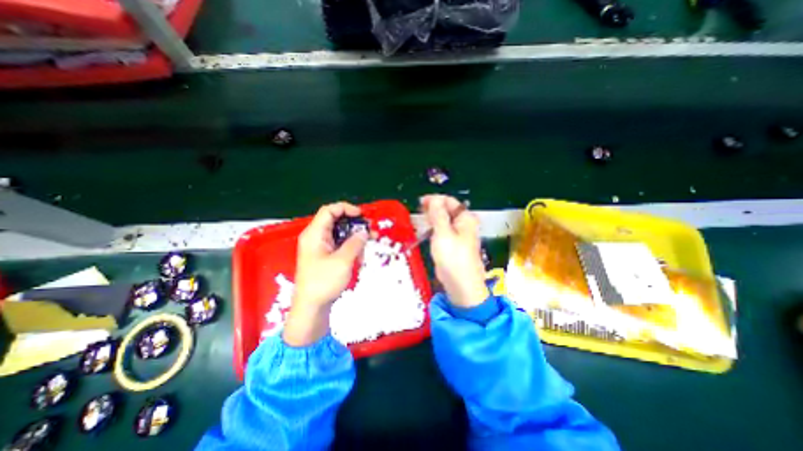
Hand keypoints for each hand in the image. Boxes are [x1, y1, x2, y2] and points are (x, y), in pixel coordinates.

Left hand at [283, 203, 367, 346]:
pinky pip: (340, 246)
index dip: (346, 208)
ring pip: (341, 235)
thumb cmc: (324, 282)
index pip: (329, 210)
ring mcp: (320, 248)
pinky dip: (351, 250)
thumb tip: (364, 232)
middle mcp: (316, 237)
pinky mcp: (325, 257)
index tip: (362, 215)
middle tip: (370, 232)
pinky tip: (358, 260)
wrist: (311, 308)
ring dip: (355, 240)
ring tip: (365, 251)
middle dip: (355, 226)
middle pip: (336, 222)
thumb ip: (355, 243)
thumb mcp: (343, 260)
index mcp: (315, 234)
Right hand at [420, 196, 488, 308]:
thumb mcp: (443, 233)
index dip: (435, 200)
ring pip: (444, 221)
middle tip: (418, 210)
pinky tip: (426, 230)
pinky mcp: (452, 244)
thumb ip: (438, 214)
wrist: (460, 284)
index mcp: (465, 218)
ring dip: (432, 219)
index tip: (420, 201)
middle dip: (433, 209)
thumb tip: (434, 199)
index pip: (449, 201)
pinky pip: (442, 231)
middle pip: (447, 210)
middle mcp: (464, 224)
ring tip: (420, 219)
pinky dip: (434, 229)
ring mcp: (458, 235)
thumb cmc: (453, 257)